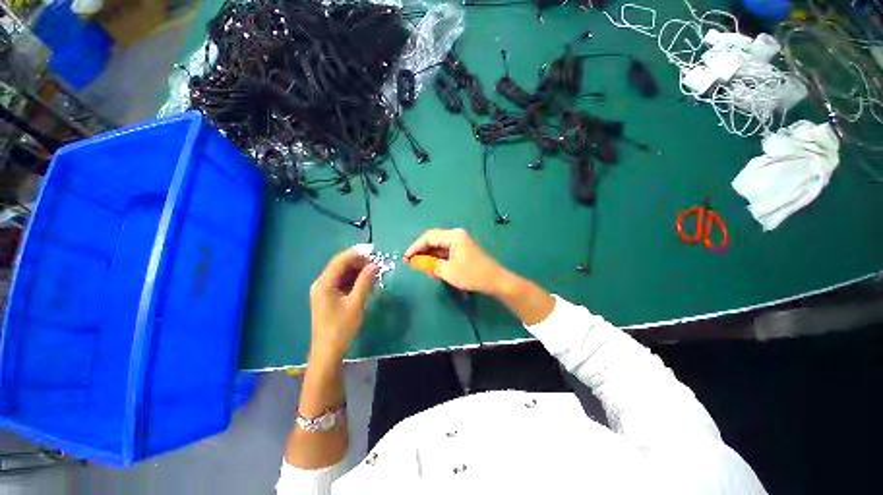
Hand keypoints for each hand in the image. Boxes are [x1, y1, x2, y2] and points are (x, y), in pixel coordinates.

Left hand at [309, 247, 377, 362]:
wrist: (328, 351)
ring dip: (357, 271)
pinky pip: (342, 282)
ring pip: (342, 274)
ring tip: (374, 271)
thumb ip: (365, 282)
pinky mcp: (328, 297)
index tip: (373, 251)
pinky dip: (354, 280)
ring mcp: (324, 291)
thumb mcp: (356, 303)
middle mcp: (321, 283)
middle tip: (376, 263)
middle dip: (358, 262)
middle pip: (340, 266)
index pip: (340, 261)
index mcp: (324, 283)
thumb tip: (374, 265)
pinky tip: (366, 282)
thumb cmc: (341, 327)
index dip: (356, 253)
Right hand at [404, 228, 509, 294]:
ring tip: (423, 269)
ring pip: (439, 247)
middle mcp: (456, 236)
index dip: (415, 247)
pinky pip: (446, 253)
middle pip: (433, 240)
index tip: (406, 259)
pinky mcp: (462, 251)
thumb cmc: (471, 274)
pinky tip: (434, 269)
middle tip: (412, 264)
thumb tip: (416, 261)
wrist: (494, 281)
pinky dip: (438, 260)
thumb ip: (430, 264)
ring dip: (430, 257)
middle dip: (421, 252)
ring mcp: (460, 243)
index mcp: (453, 236)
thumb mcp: (447, 271)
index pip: (428, 237)